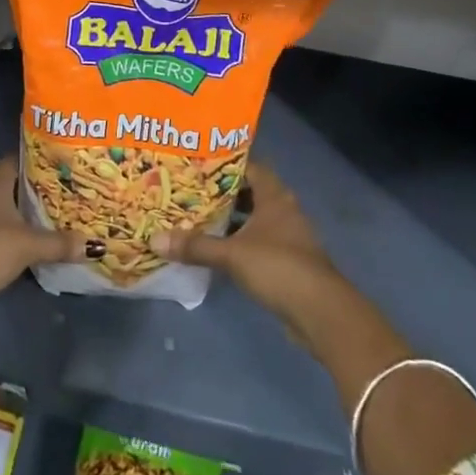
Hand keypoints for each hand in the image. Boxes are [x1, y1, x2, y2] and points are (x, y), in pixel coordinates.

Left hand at [0, 157, 89, 310]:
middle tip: (57, 194)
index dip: (39, 162)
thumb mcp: (29, 246)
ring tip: (40, 218)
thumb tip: (94, 245)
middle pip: (7, 181)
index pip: (18, 159)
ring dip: (12, 211)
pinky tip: (15, 241)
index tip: (60, 168)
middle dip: (29, 188)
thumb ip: (60, 243)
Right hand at [149, 166, 342, 343]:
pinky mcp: (287, 260)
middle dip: (222, 191)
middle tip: (190, 189)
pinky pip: (258, 241)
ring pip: (254, 218)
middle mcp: (283, 209)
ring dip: (231, 218)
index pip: (249, 166)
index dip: (225, 162)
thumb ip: (196, 246)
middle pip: (250, 191)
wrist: (320, 311)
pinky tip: (217, 248)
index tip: (198, 162)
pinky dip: (239, 240)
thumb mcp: (232, 254)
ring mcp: (288, 236)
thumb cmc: (278, 267)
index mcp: (274, 196)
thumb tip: (155, 239)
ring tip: (197, 216)